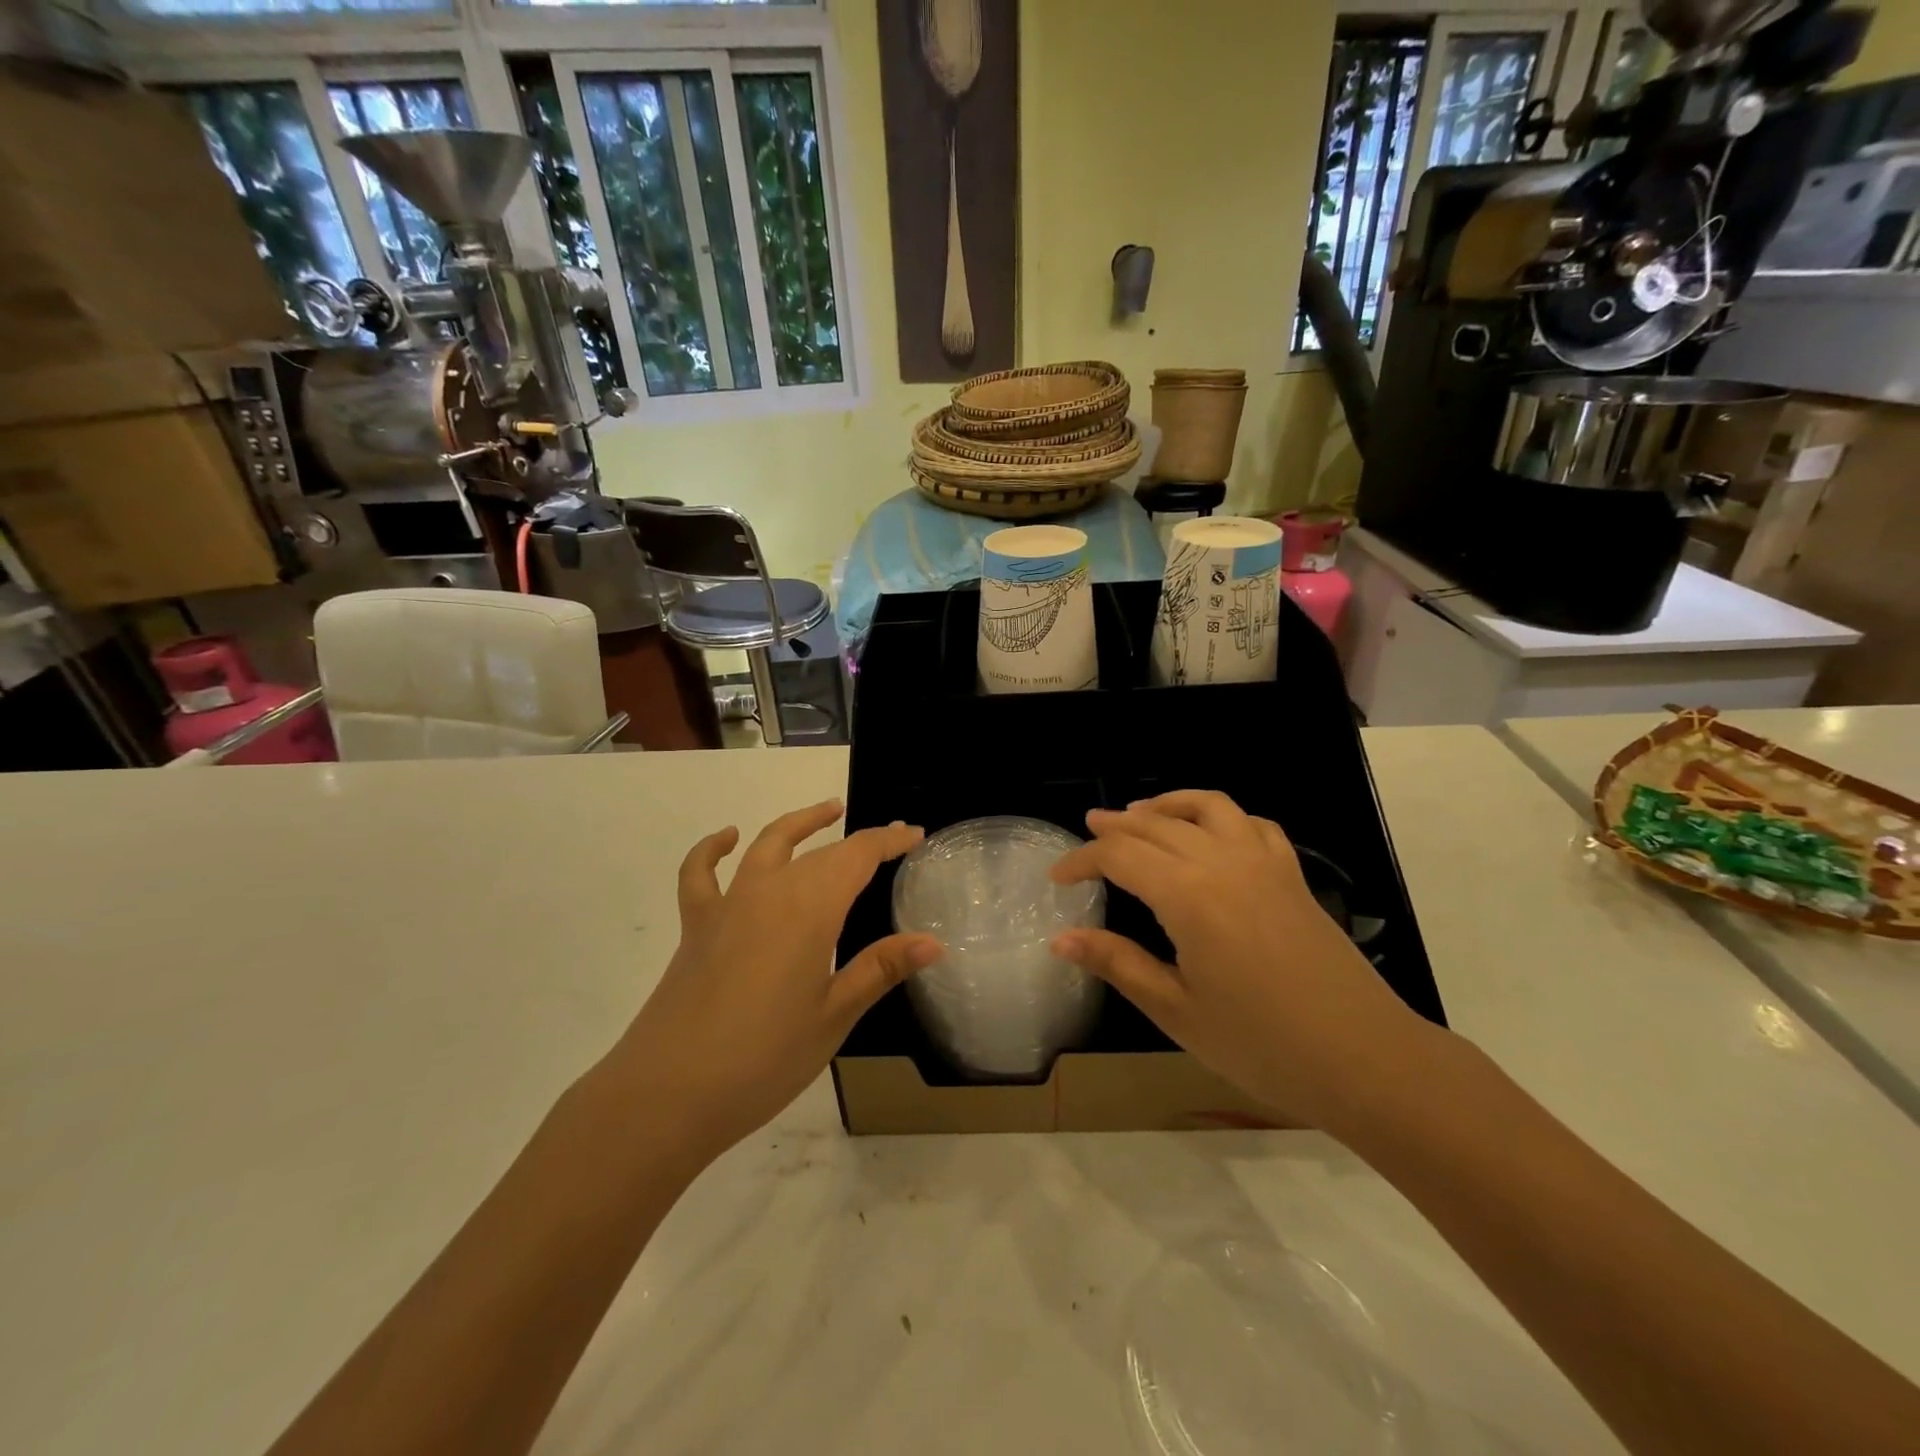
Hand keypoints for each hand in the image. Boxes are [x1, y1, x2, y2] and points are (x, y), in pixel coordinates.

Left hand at [609, 800, 938, 1165]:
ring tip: (828, 811)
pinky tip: (728, 838)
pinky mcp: (697, 926)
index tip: (916, 836)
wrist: (668, 1093)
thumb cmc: (764, 1058)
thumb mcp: (834, 1016)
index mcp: (811, 909)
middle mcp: (770, 891)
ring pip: (768, 844)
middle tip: (890, 841)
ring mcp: (728, 904)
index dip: (890, 841)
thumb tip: (933, 942)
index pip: (858, 856)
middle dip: (860, 842)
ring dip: (801, 824)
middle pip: (822, 852)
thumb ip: (880, 969)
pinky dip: (713, 848)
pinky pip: (701, 873)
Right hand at [1050, 790, 1434, 1131]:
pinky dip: (1221, 817)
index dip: (1082, 860)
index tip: (1057, 876)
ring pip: (1207, 808)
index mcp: (1188, 895)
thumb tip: (1060, 939)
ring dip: (1167, 805)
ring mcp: (1264, 863)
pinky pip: (1252, 824)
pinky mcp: (1292, 875)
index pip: (1120, 856)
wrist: (1364, 1060)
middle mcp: (1223, 862)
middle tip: (1088, 831)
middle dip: (1116, 827)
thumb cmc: (1261, 1045)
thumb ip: (1117, 963)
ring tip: (1141, 815)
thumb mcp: (1176, 1010)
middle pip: (1156, 826)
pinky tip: (1211, 834)